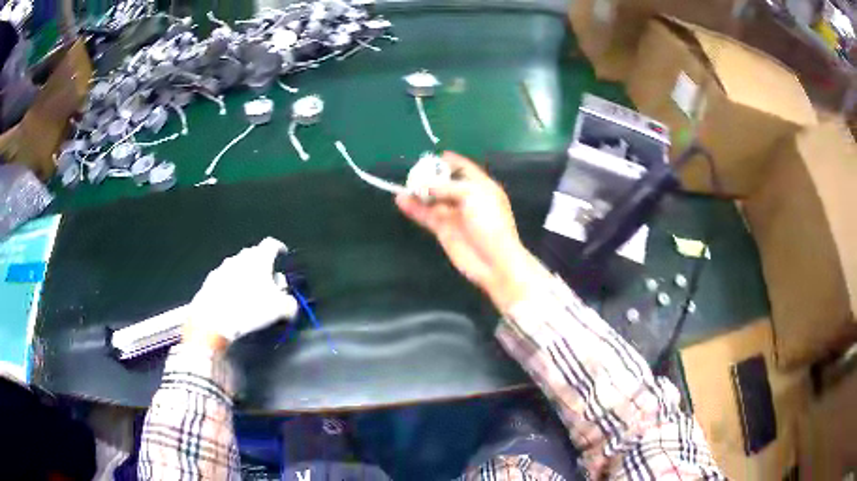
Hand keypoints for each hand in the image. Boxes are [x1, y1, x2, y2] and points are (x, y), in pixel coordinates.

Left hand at [185, 237, 299, 347]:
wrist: (213, 319)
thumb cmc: (250, 308)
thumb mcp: (280, 309)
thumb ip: (290, 303)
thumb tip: (290, 304)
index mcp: (259, 258)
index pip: (272, 244)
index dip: (279, 248)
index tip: (283, 255)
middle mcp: (240, 257)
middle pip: (254, 255)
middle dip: (263, 266)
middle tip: (270, 282)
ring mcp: (222, 268)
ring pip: (239, 267)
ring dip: (246, 276)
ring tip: (251, 295)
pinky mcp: (210, 282)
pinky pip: (225, 280)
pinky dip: (232, 287)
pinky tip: (234, 302)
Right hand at [396, 152, 546, 312]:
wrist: (494, 260)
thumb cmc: (490, 222)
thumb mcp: (473, 195)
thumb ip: (447, 186)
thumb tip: (424, 184)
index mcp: (481, 186)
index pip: (464, 168)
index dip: (449, 161)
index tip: (431, 157)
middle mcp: (467, 198)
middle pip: (445, 183)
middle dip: (429, 177)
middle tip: (412, 172)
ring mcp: (454, 214)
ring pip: (432, 199)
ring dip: (418, 192)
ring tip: (402, 186)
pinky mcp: (443, 230)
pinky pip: (426, 215)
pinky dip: (414, 208)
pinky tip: (401, 200)